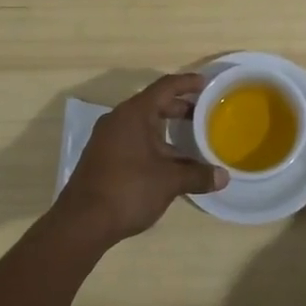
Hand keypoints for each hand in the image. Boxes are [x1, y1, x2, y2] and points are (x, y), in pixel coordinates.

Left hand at [55, 73, 227, 246]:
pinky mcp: (102, 156)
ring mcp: (107, 138)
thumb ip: (197, 175)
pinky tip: (168, 161)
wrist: (82, 222)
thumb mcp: (169, 181)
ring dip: (166, 129)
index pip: (165, 87)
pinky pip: (133, 139)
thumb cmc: (128, 190)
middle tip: (204, 113)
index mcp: (134, 113)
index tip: (206, 83)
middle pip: (153, 104)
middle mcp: (119, 119)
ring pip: (143, 124)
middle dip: (179, 107)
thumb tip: (223, 176)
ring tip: (191, 139)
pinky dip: (153, 143)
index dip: (187, 83)